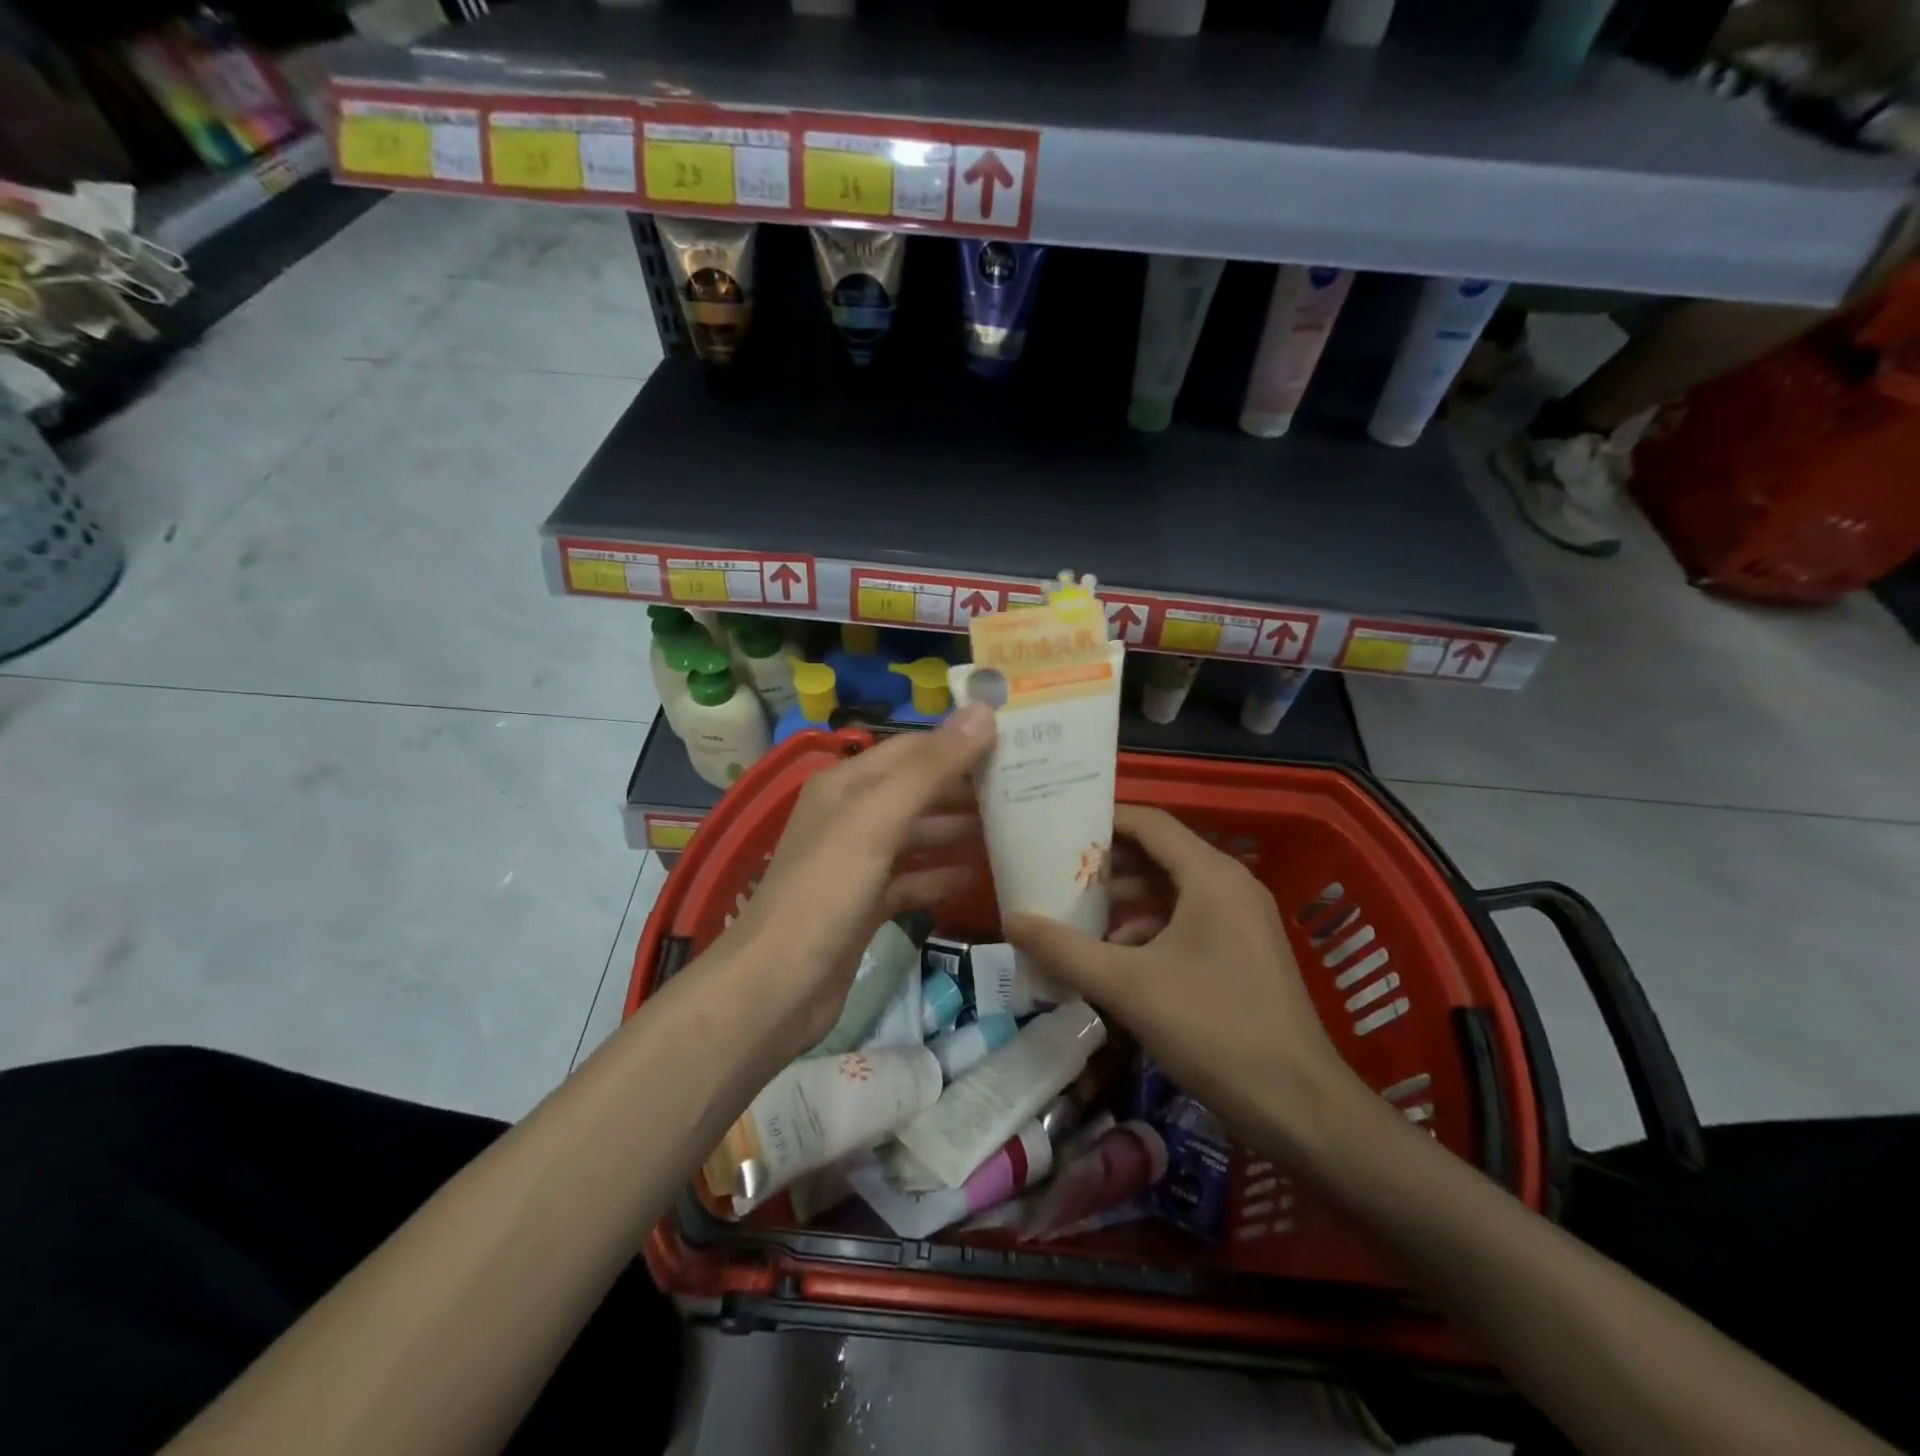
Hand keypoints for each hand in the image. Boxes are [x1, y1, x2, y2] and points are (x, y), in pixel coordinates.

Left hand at [711, 708, 996, 1058]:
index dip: (960, 742)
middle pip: (918, 790)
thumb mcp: (877, 820)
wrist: (776, 988)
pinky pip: (912, 879)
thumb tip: (983, 710)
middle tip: (1027, 789)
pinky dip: (942, 876)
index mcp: (847, 785)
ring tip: (1014, 828)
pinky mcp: (865, 905)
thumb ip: (930, 768)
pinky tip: (979, 878)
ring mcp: (857, 863)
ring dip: (959, 831)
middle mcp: (851, 816)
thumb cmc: (825, 892)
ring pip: (917, 835)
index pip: (913, 749)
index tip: (1016, 744)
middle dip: (966, 789)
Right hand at [1007, 805, 1367, 1153]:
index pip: (1150, 823)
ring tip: (1074, 916)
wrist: (1298, 1107)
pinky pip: (1187, 921)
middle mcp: (1230, 886)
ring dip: (1125, 901)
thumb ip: (1064, 950)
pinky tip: (1114, 957)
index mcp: (1211, 875)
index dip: (1103, 820)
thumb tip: (1010, 920)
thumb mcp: (1127, 987)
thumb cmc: (1213, 1029)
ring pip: (1172, 892)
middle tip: (1055, 873)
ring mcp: (1241, 920)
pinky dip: (1149, 929)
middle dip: (1107, 865)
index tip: (1057, 828)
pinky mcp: (1242, 953)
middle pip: (1159, 855)